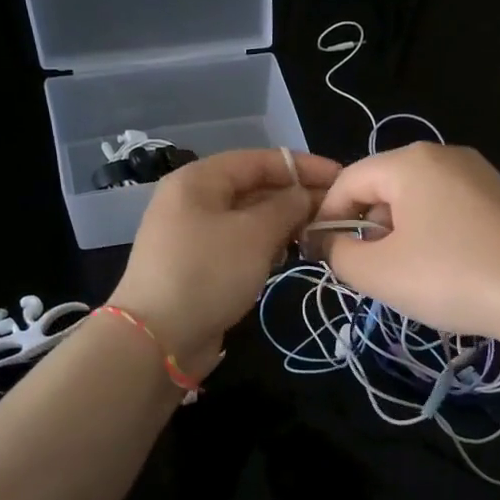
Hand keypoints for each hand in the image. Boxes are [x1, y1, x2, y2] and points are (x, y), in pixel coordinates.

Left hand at [110, 148, 339, 376]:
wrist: (158, 339)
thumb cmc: (208, 273)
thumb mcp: (254, 234)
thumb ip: (287, 207)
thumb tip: (306, 196)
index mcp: (199, 180)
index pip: (259, 160)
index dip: (302, 166)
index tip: (341, 178)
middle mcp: (193, 200)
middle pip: (253, 188)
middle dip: (295, 196)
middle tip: (335, 211)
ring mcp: (193, 234)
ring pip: (248, 218)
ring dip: (283, 223)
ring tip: (318, 233)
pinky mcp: (198, 265)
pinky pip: (239, 244)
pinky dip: (265, 245)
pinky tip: (289, 256)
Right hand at [314, 143, 499, 342]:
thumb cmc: (452, 277)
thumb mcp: (379, 273)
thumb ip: (339, 256)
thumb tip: (329, 244)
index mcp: (409, 162)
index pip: (348, 180)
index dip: (327, 217)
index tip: (321, 255)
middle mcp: (444, 156)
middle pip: (384, 187)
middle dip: (366, 228)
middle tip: (367, 271)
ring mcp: (478, 175)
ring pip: (417, 200)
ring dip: (398, 234)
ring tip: (406, 276)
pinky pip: (448, 210)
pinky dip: (432, 235)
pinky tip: (444, 270)